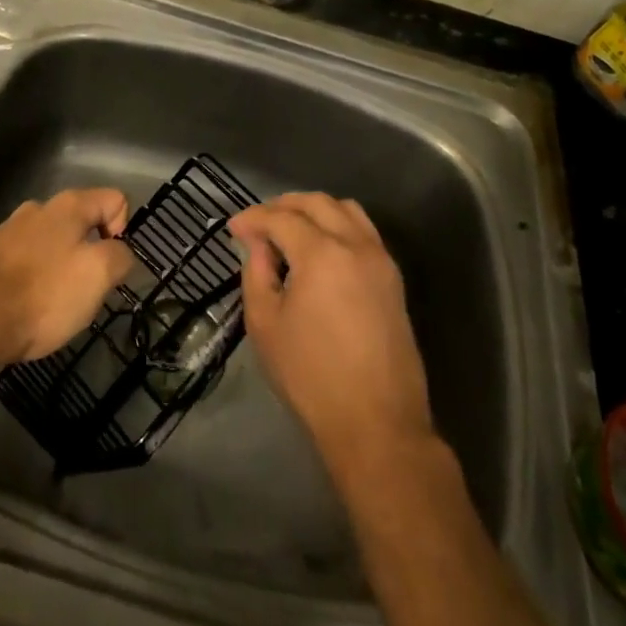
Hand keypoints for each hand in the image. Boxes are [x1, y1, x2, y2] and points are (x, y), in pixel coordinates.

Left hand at [0, 188, 132, 363]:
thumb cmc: (43, 294)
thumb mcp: (98, 275)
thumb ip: (120, 256)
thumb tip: (119, 252)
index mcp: (68, 205)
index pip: (115, 199)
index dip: (123, 231)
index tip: (110, 266)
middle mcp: (38, 209)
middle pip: (83, 221)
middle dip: (91, 253)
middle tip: (87, 290)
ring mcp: (10, 231)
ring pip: (54, 243)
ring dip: (62, 268)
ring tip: (56, 304)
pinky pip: (27, 262)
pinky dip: (36, 280)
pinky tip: (29, 307)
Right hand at [230, 193, 434, 474]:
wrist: (376, 423)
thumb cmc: (311, 376)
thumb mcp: (265, 324)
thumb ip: (257, 273)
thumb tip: (259, 245)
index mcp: (321, 254)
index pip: (281, 217)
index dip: (253, 218)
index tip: (233, 228)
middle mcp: (355, 245)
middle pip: (317, 202)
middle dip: (283, 205)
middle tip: (258, 224)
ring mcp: (380, 259)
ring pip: (346, 210)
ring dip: (315, 210)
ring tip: (290, 229)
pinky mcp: (393, 278)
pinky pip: (364, 231)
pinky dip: (339, 225)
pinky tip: (320, 248)